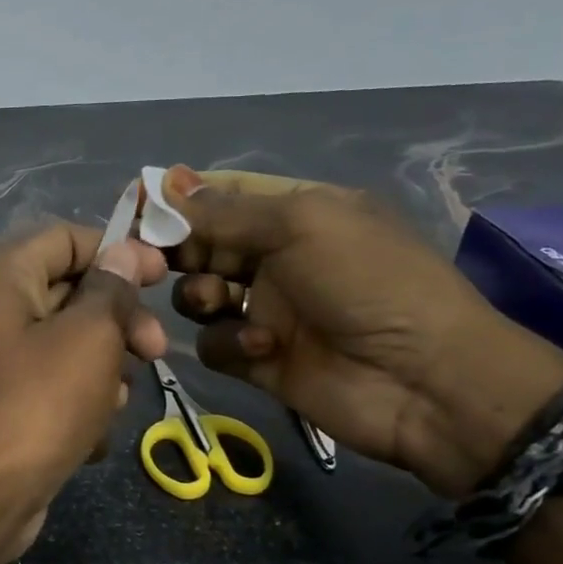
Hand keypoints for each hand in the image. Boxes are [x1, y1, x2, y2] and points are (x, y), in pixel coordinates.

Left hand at [0, 223, 167, 563]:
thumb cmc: (38, 404)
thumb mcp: (89, 337)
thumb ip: (112, 289)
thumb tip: (124, 252)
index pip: (67, 237)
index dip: (120, 252)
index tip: (163, 278)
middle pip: (69, 289)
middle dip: (117, 321)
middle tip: (155, 352)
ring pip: (66, 340)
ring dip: (102, 368)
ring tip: (113, 402)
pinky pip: (50, 379)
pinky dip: (76, 399)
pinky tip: (89, 433)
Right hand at [161, 167, 562, 496]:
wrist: (424, 381)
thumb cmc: (368, 283)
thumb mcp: (301, 226)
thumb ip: (226, 210)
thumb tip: (166, 181)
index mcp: (296, 214)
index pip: (224, 195)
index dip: (180, 199)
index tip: (138, 207)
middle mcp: (276, 257)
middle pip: (202, 245)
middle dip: (178, 249)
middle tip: (154, 259)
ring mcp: (266, 309)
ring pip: (198, 294)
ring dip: (199, 295)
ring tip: (217, 302)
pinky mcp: (258, 357)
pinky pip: (214, 342)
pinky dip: (227, 342)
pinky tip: (259, 347)